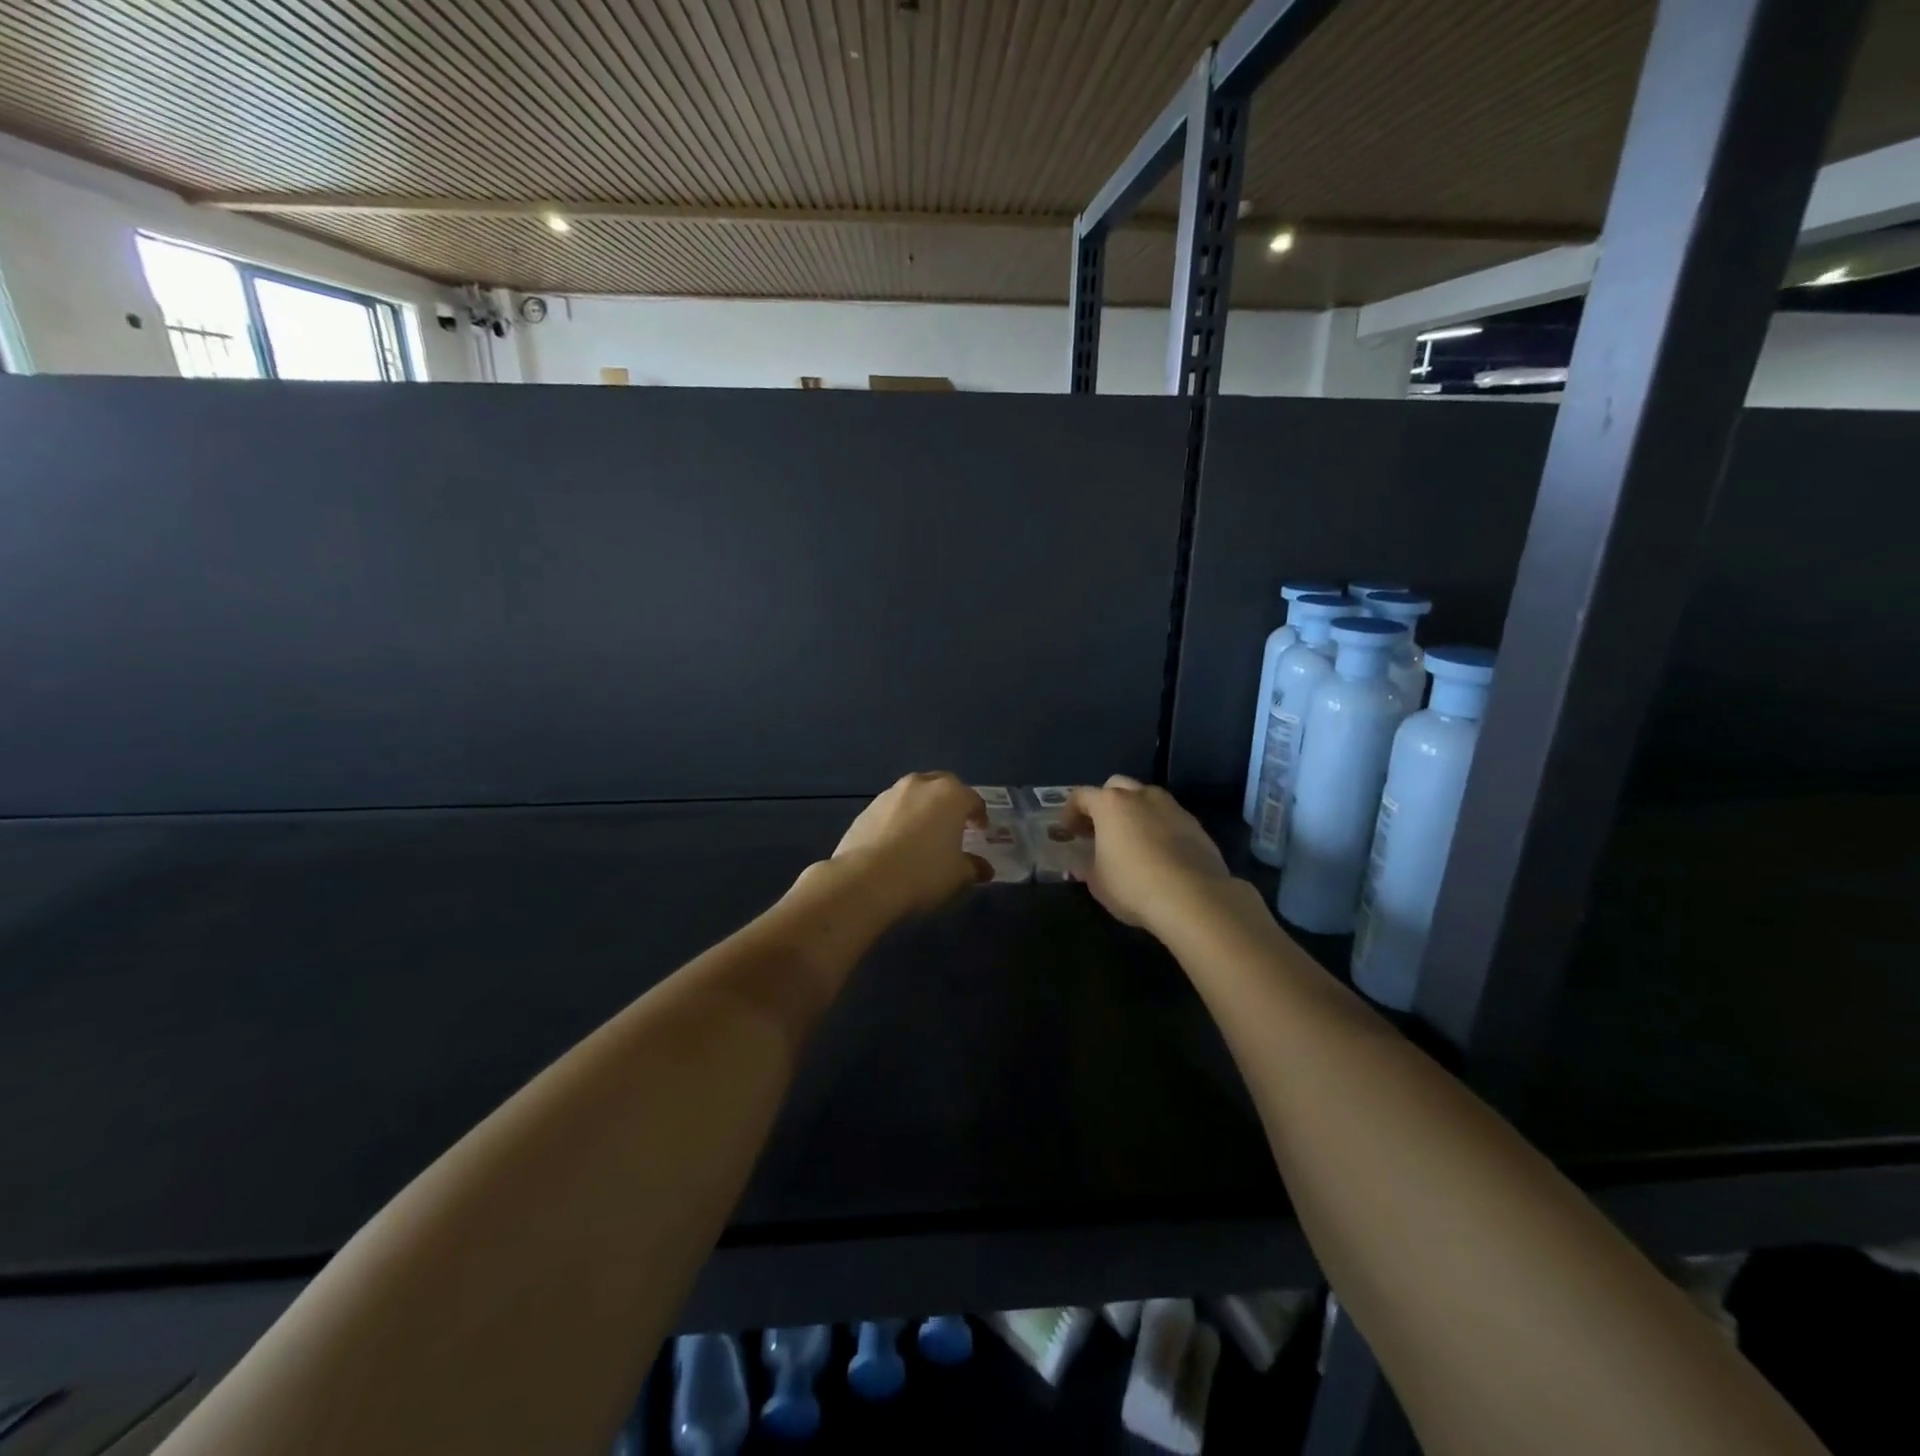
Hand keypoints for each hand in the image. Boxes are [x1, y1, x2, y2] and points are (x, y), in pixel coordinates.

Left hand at [830, 772, 990, 920]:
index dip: (979, 814)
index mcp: (950, 795)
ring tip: (923, 833)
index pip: (973, 798)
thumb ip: (974, 867)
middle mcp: (921, 785)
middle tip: (954, 824)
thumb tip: (984, 868)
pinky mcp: (866, 809)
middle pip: (942, 786)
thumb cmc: (924, 873)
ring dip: (922, 808)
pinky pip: (891, 810)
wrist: (866, 880)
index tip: (980, 829)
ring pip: (914, 794)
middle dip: (950, 802)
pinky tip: (897, 842)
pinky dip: (899, 819)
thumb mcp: (958, 876)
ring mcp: (890, 794)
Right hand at [1063, 776, 1232, 936]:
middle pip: (1115, 786)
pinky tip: (1158, 852)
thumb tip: (1083, 863)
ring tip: (1130, 839)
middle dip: (1103, 803)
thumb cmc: (1133, 885)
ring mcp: (1171, 807)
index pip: (1081, 796)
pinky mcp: (1195, 824)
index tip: (1067, 832)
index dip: (1069, 812)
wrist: (1193, 898)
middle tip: (1098, 829)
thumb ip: (1086, 866)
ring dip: (1133, 811)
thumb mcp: (1097, 882)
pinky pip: (1168, 817)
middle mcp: (1140, 796)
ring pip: (1146, 798)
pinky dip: (1158, 826)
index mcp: (1110, 804)